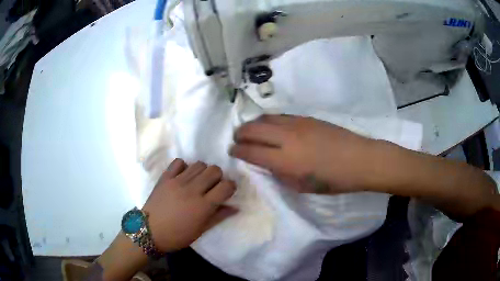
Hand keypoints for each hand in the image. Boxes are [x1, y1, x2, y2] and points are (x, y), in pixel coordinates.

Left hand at [143, 159, 236, 251]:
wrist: (149, 231)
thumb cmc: (177, 235)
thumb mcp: (201, 230)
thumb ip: (219, 216)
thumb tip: (236, 207)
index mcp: (203, 205)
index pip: (226, 186)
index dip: (231, 186)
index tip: (227, 192)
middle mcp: (192, 190)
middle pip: (214, 170)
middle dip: (218, 177)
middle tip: (212, 187)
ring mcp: (177, 181)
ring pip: (199, 164)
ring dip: (203, 171)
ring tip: (198, 181)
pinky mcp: (165, 177)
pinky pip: (179, 162)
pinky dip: (184, 166)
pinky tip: (183, 176)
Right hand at [229, 115, 377, 193]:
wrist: (359, 159)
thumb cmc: (332, 180)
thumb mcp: (301, 186)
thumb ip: (279, 174)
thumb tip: (266, 163)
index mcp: (284, 160)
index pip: (251, 151)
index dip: (237, 151)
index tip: (232, 151)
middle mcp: (286, 137)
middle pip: (253, 129)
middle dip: (240, 134)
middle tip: (237, 139)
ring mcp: (297, 124)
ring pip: (266, 118)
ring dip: (253, 124)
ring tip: (251, 131)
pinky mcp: (306, 117)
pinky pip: (280, 116)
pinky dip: (269, 120)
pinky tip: (272, 127)